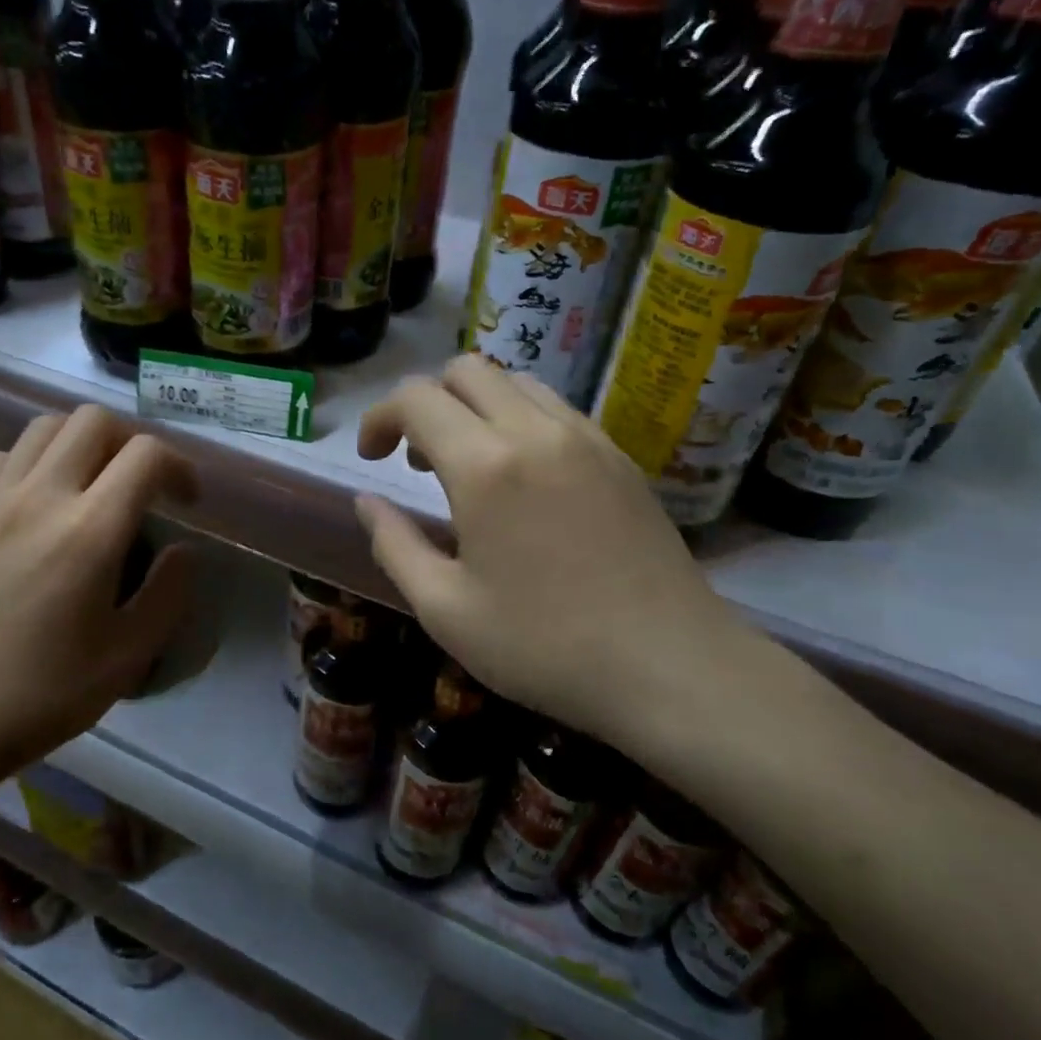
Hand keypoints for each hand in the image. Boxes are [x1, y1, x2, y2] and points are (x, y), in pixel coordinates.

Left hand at [0, 406, 197, 830]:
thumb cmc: (38, 696)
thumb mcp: (126, 658)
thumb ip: (168, 594)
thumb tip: (183, 549)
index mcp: (88, 532)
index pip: (146, 454)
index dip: (180, 466)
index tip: (187, 501)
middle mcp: (40, 497)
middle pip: (94, 420)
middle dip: (132, 442)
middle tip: (143, 484)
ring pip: (46, 426)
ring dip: (83, 441)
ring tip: (96, 483)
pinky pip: (5, 455)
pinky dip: (36, 459)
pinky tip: (43, 501)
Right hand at [355, 355, 750, 754]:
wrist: (672, 668)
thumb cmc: (544, 646)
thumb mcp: (444, 609)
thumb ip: (394, 545)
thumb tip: (368, 503)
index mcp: (485, 466)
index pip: (416, 398)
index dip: (379, 418)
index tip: (372, 459)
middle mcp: (536, 432)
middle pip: (466, 371)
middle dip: (426, 403)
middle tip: (418, 463)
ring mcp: (586, 438)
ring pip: (514, 382)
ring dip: (474, 408)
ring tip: (469, 469)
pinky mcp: (620, 457)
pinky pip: (555, 409)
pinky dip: (519, 421)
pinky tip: (522, 482)